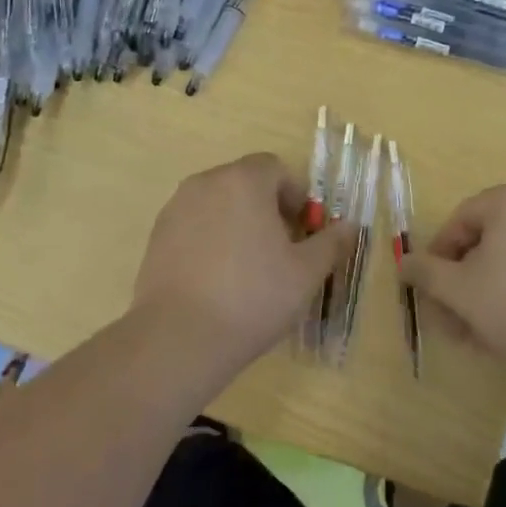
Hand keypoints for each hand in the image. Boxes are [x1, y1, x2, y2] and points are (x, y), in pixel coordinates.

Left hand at [131, 154, 342, 368]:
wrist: (179, 338)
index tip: (303, 233)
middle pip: (245, 183)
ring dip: (239, 224)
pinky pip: (195, 227)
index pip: (275, 168)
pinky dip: (211, 241)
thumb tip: (349, 226)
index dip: (295, 196)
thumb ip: (331, 242)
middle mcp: (206, 183)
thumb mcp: (307, 273)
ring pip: (218, 205)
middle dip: (268, 209)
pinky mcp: (156, 238)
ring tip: (249, 270)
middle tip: (282, 252)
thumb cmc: (253, 296)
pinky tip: (218, 281)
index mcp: (243, 181)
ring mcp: (175, 209)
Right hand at [401, 181, 505, 378]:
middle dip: (465, 279)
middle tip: (453, 315)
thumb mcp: (460, 291)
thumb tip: (404, 262)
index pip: (460, 221)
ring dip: (490, 288)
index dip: (439, 257)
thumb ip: (426, 273)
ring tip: (480, 330)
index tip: (432, 291)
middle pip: (489, 238)